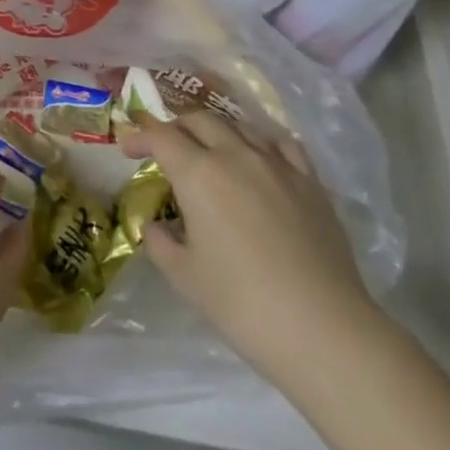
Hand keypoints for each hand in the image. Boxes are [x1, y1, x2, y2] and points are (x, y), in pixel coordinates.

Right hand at [121, 110, 384, 384]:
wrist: (322, 328)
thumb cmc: (242, 303)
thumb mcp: (185, 277)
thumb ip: (161, 243)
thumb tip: (156, 227)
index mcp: (199, 174)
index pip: (162, 136)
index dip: (140, 136)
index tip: (127, 148)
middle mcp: (236, 155)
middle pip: (200, 120)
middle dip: (176, 128)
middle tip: (165, 149)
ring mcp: (278, 164)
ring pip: (240, 127)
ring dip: (217, 132)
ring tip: (210, 152)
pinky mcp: (310, 182)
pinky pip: (281, 144)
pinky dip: (261, 143)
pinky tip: (260, 159)